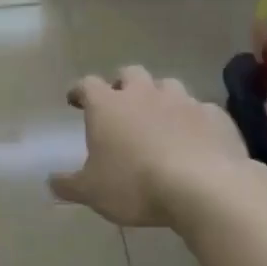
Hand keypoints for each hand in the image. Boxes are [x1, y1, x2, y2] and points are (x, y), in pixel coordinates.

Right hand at [49, 67, 251, 227]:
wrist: (204, 187)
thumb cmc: (135, 185)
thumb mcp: (91, 192)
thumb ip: (69, 184)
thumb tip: (51, 181)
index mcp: (108, 106)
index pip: (87, 85)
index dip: (80, 91)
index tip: (75, 100)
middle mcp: (144, 94)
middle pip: (130, 74)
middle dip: (122, 84)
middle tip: (119, 104)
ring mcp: (183, 101)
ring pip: (168, 86)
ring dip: (159, 97)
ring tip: (158, 119)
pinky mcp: (215, 115)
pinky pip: (200, 110)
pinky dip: (192, 120)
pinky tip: (193, 138)